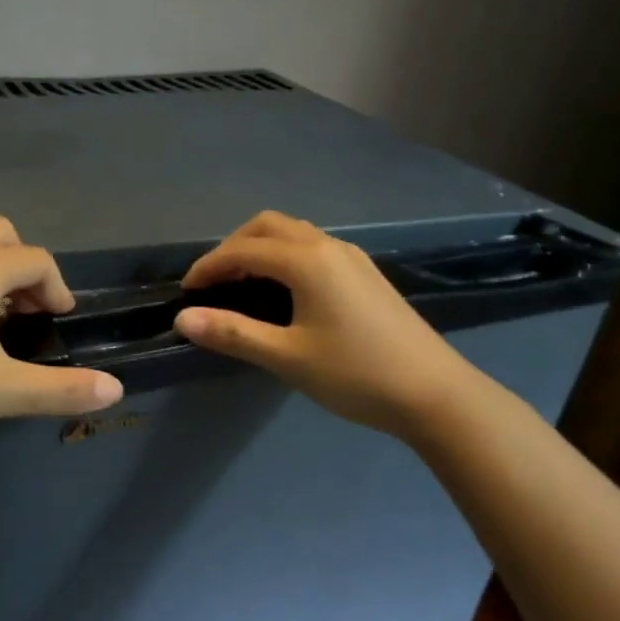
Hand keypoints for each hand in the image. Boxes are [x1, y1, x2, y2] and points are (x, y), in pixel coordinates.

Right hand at [174, 211, 475, 436]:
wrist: (436, 394)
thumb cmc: (356, 374)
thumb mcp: (286, 357)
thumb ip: (232, 333)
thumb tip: (183, 319)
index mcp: (307, 261)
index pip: (242, 250)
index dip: (208, 267)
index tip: (186, 292)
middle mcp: (328, 247)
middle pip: (267, 226)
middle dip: (232, 247)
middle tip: (213, 283)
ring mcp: (352, 258)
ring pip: (293, 234)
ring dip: (259, 248)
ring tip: (241, 285)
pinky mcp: (365, 274)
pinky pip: (312, 248)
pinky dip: (284, 257)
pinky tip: (282, 292)